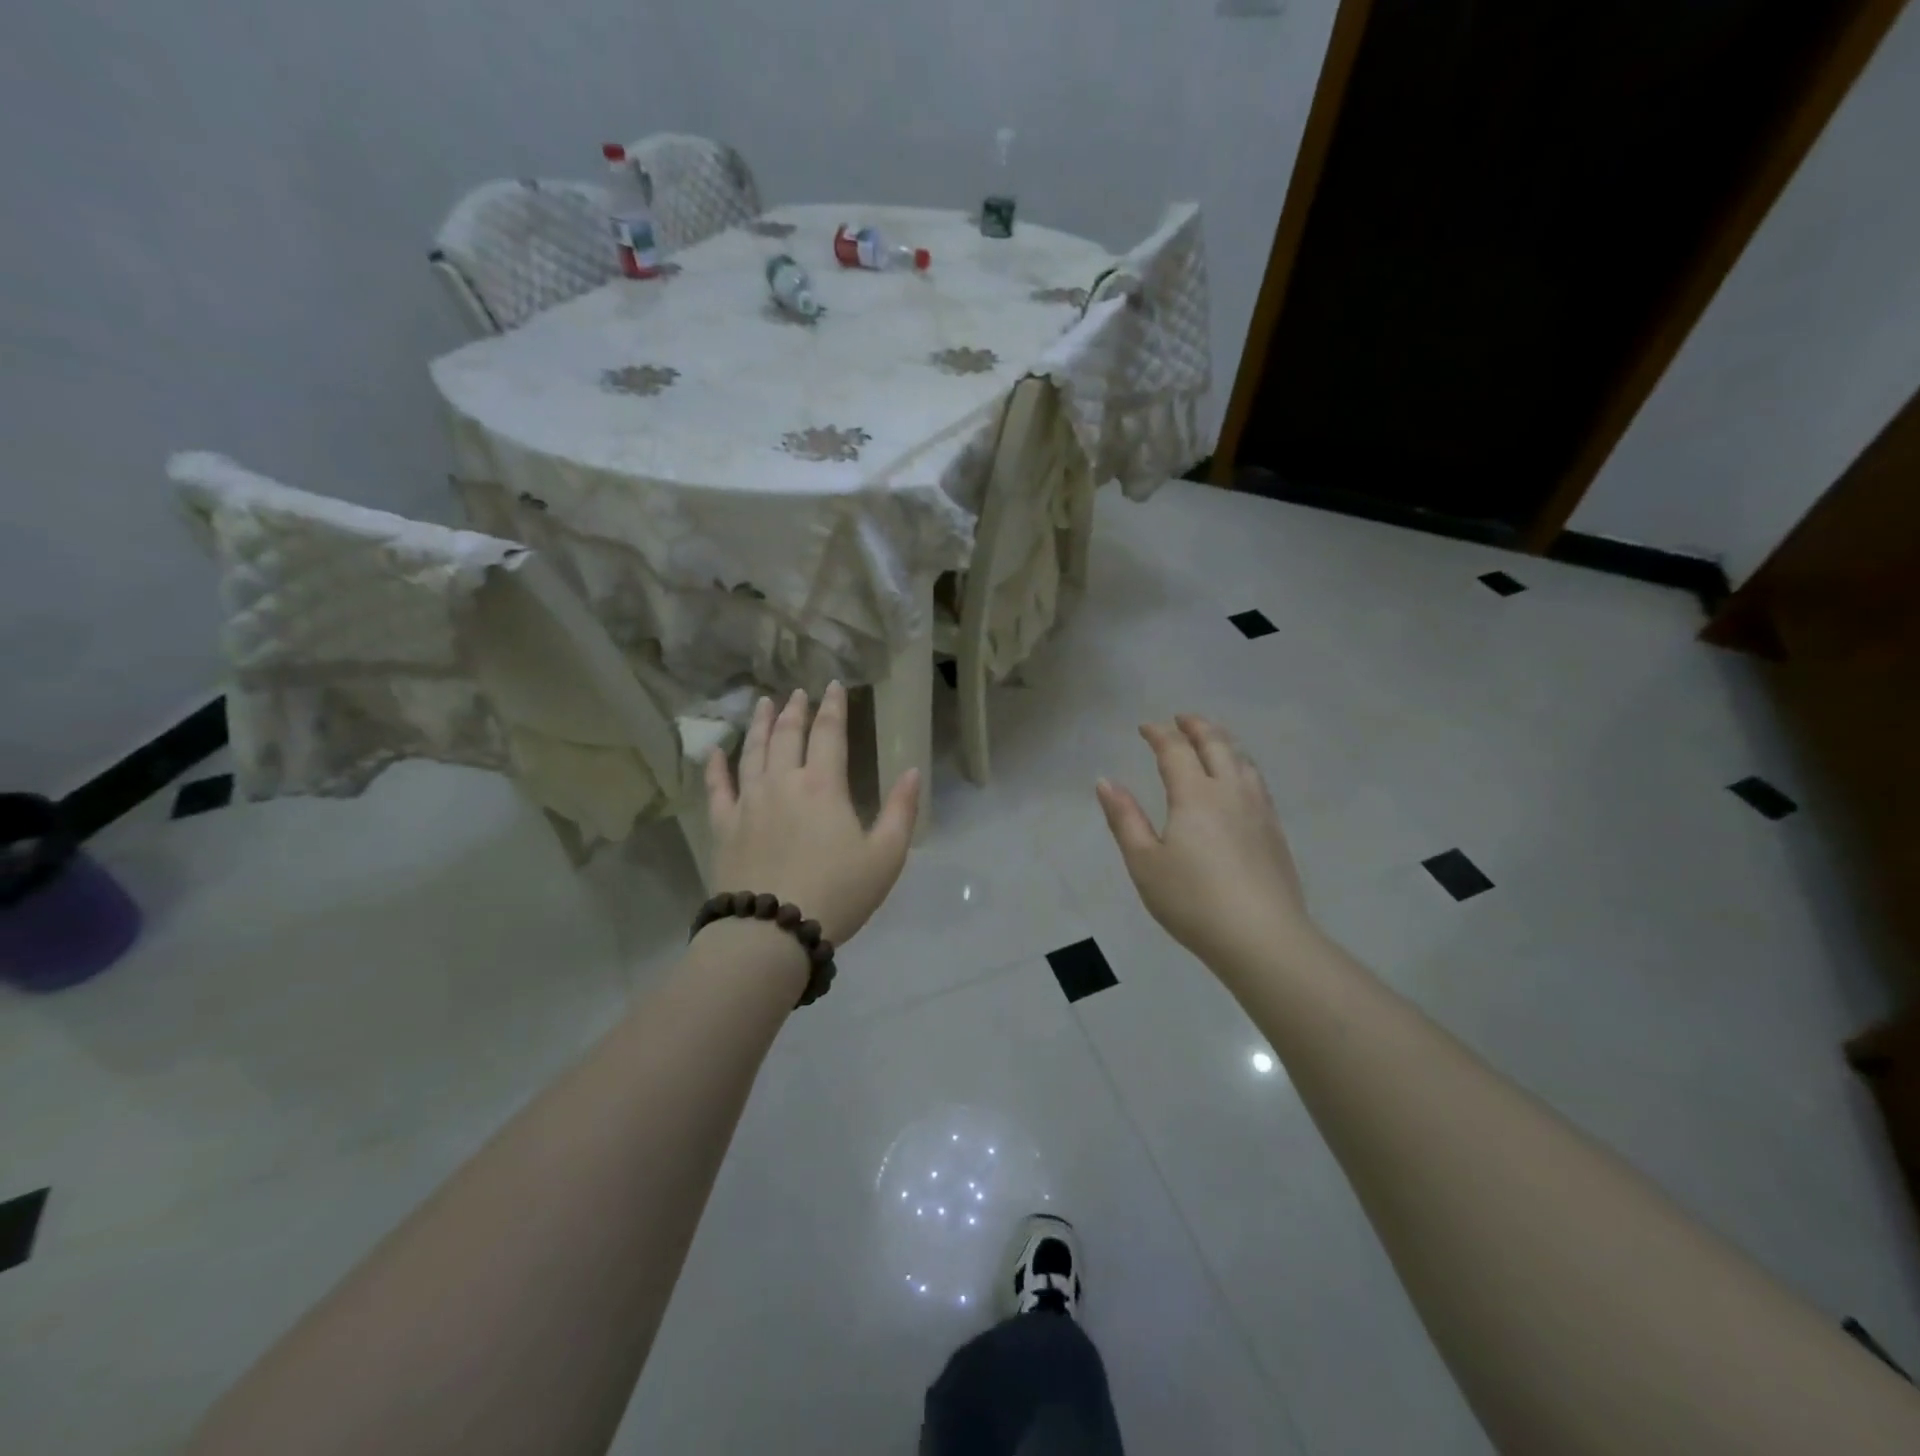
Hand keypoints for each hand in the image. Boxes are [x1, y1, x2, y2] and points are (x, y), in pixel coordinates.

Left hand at [704, 684, 919, 945]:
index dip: (833, 707)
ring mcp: (748, 803)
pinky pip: (717, 789)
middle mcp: (782, 783)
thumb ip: (901, 810)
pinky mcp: (724, 827)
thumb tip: (913, 770)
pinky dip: (715, 767)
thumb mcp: (886, 856)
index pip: (829, 733)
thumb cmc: (838, 893)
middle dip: (794, 710)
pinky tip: (714, 752)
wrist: (772, 931)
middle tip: (797, 692)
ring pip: (751, 752)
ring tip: (761, 704)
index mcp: (823, 786)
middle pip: (786, 735)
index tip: (833, 686)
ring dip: (758, 725)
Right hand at [1096, 714, 1310, 973]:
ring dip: (1224, 742)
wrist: (1262, 937)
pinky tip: (1240, 781)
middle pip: (1216, 745)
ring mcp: (1259, 810)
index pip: (1175, 750)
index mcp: (1195, 795)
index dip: (1159, 734)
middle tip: (1182, 719)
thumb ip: (1125, 819)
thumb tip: (1105, 781)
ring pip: (1243, 761)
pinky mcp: (1275, 832)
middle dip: (1197, 727)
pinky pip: (1257, 782)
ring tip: (1212, 741)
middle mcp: (1230, 792)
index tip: (1145, 727)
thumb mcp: (1144, 862)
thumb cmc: (1193, 900)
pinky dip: (1242, 766)